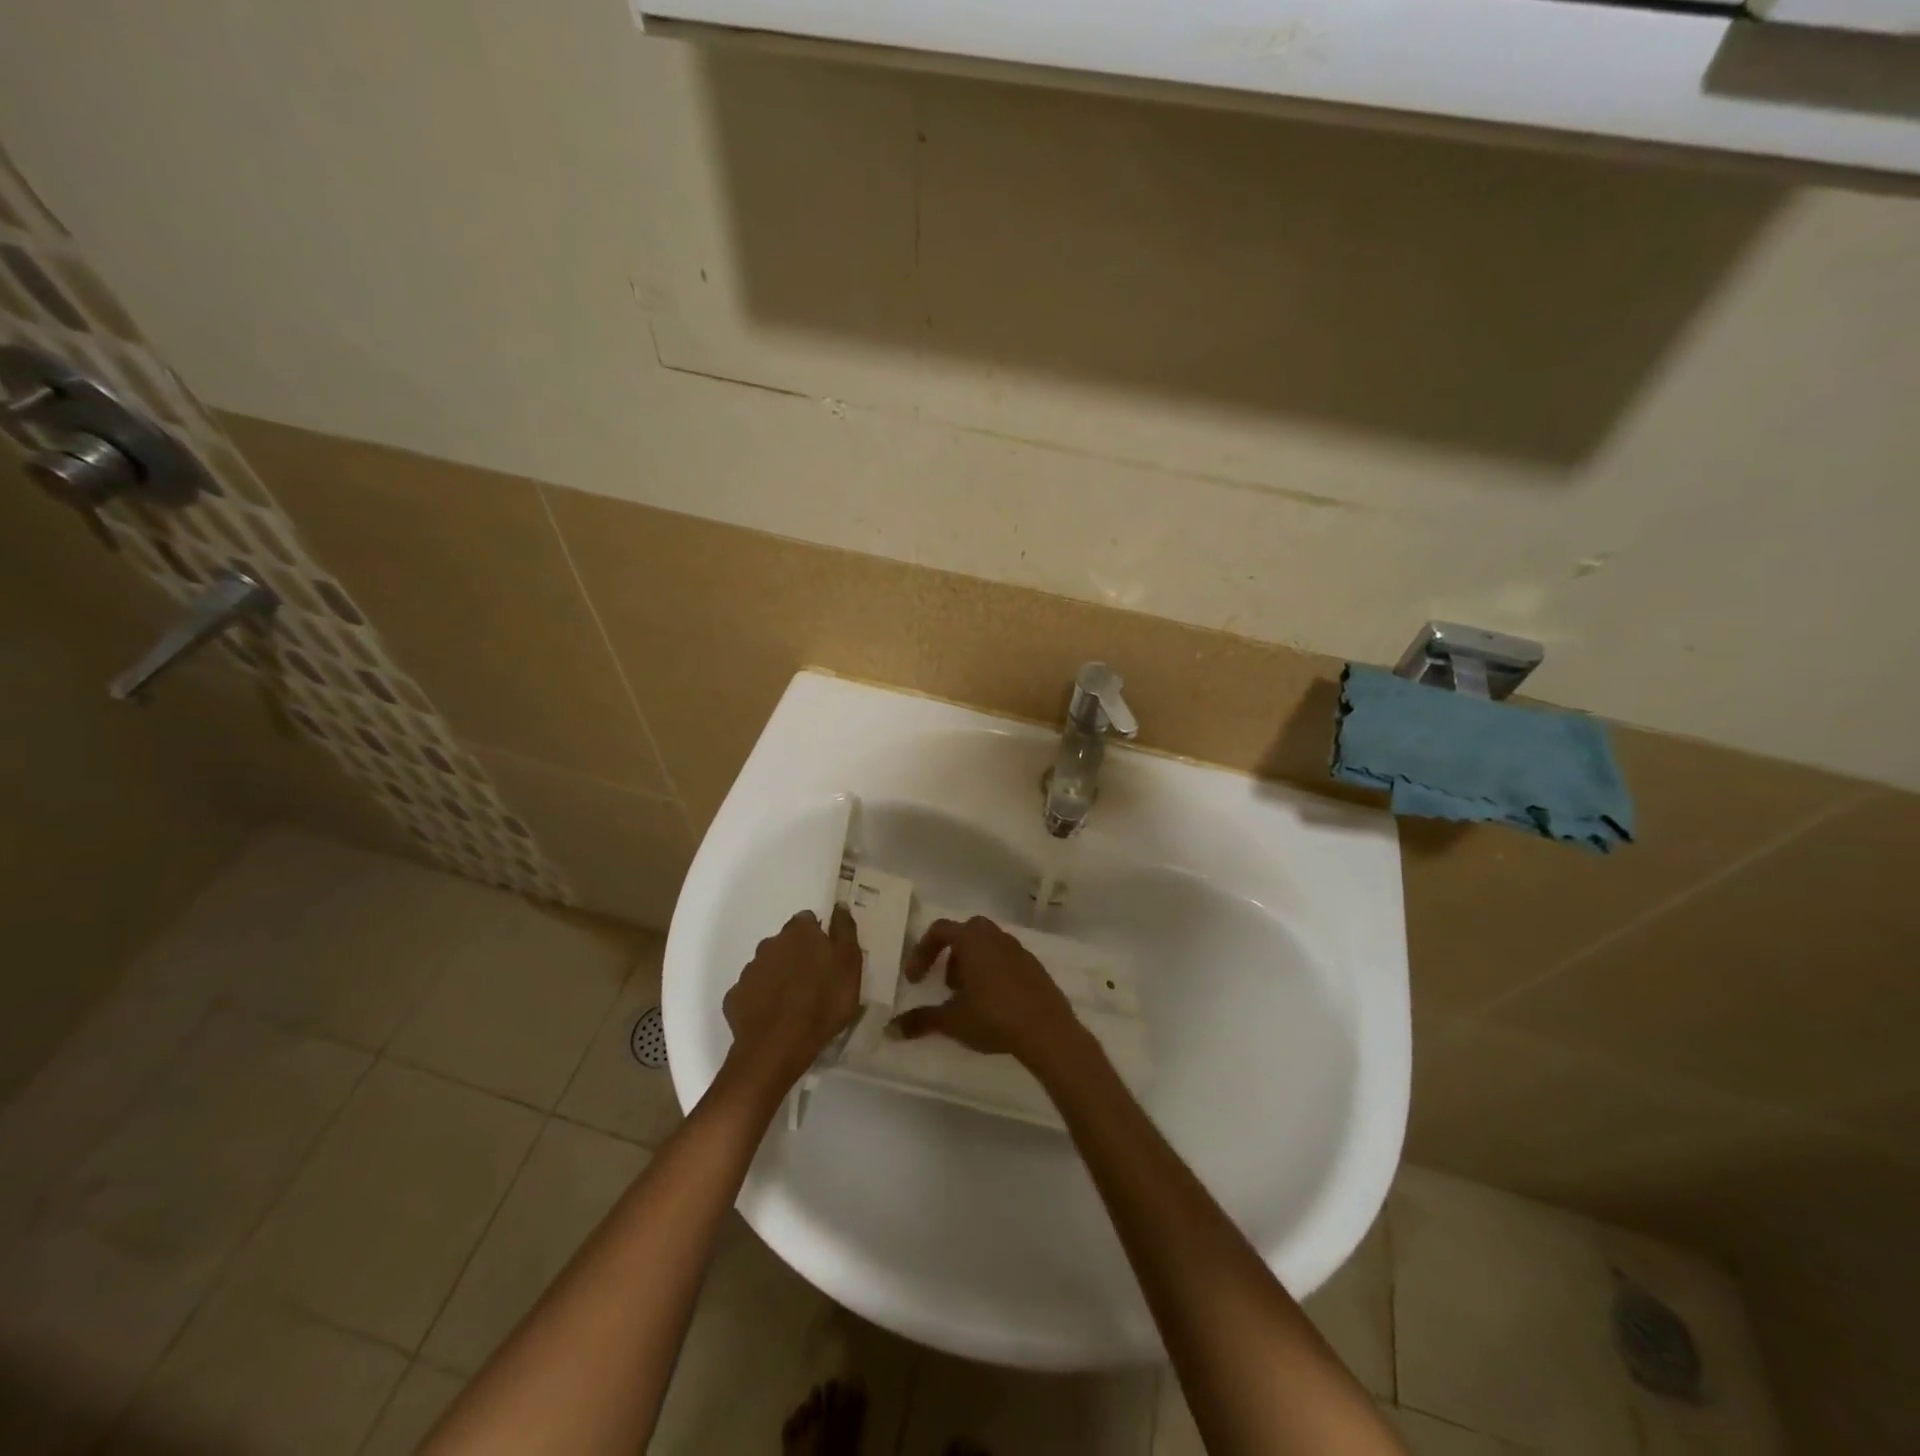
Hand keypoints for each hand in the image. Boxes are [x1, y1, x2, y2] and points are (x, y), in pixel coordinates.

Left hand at [723, 906, 862, 1090]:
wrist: (778, 1047)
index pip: (808, 920)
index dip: (818, 936)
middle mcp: (769, 944)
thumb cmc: (823, 1002)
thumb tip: (839, 905)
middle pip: (785, 942)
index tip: (828, 955)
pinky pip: (751, 992)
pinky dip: (761, 998)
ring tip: (794, 1002)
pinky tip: (773, 1016)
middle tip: (813, 980)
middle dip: (796, 955)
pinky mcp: (735, 997)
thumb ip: (845, 931)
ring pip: (767, 966)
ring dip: (778, 976)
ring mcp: (749, 971)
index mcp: (799, 932)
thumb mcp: (850, 964)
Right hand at [887, 916, 1083, 1070]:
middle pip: (966, 933)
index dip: (922, 952)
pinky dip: (994, 973)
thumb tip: (890, 1030)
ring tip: (969, 998)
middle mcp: (996, 937)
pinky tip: (994, 1004)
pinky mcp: (1035, 967)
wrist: (1047, 1030)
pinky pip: (1007, 960)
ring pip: (988, 946)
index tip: (915, 979)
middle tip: (947, 984)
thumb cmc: (993, 1016)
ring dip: (973, 964)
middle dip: (952, 954)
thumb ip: (920, 1021)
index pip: (939, 930)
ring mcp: (1019, 950)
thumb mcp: (952, 1021)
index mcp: (973, 940)